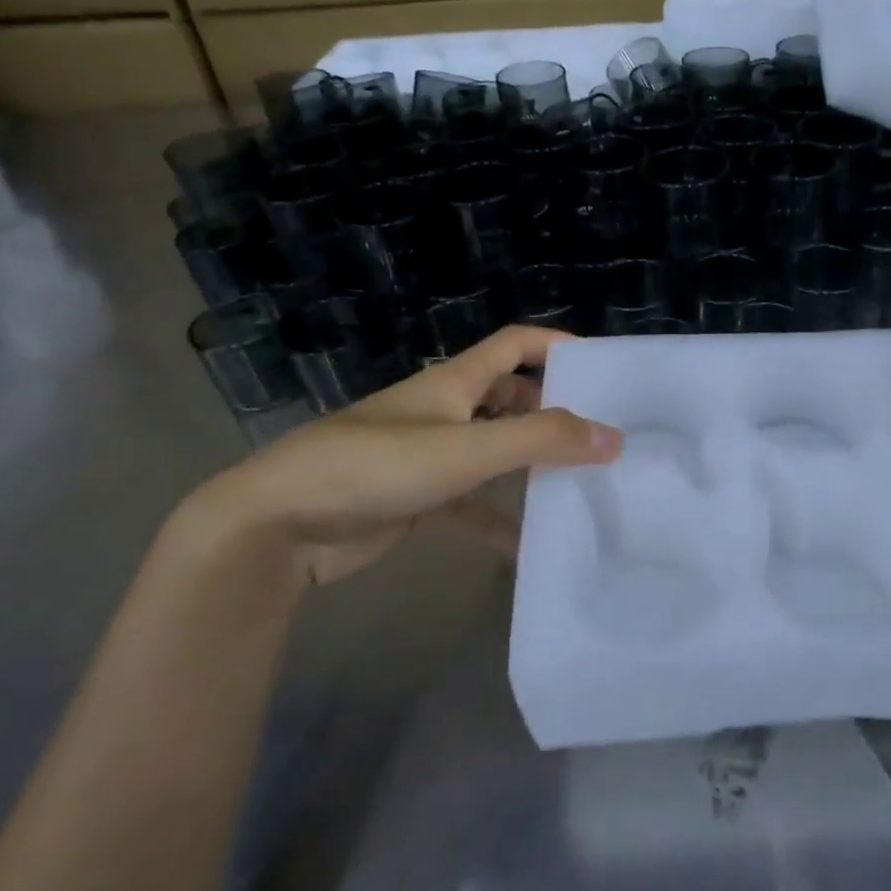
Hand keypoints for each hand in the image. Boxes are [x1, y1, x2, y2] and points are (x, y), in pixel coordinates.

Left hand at [179, 325, 622, 586]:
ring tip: (579, 483)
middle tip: (599, 435)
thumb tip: (614, 436)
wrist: (276, 526)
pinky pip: (471, 505)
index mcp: (453, 383)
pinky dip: (499, 519)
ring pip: (493, 451)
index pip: (514, 344)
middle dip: (551, 409)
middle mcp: (444, 412)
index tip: (602, 366)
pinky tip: (530, 546)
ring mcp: (428, 457)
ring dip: (530, 463)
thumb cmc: (374, 467)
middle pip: (508, 397)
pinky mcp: (416, 499)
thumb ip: (540, 440)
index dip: (555, 345)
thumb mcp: (465, 450)